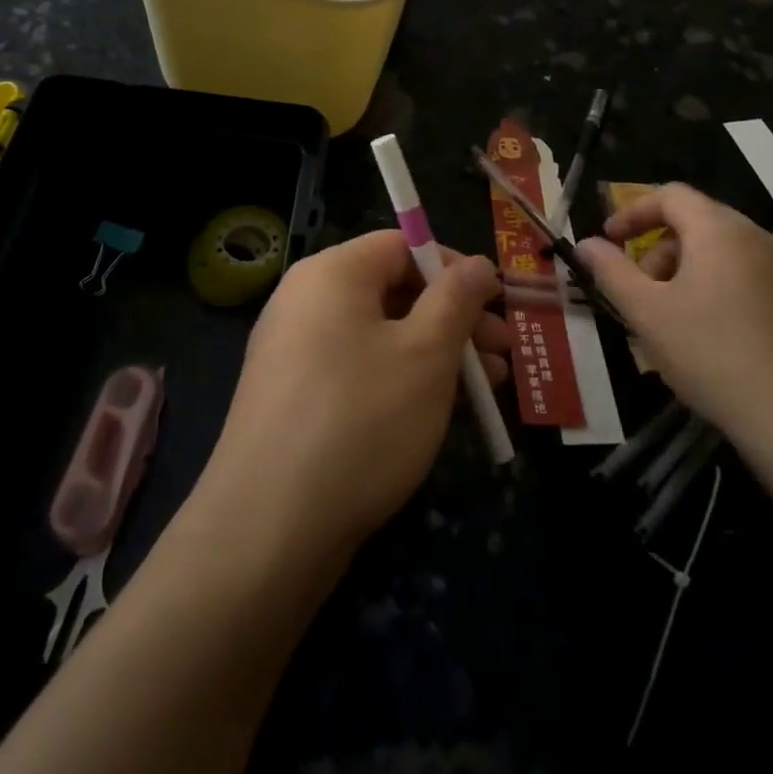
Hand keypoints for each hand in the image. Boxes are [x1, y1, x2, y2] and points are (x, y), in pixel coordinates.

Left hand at [196, 232, 510, 565]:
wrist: (269, 528)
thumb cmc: (361, 420)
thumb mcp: (426, 354)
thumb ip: (457, 299)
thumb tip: (478, 263)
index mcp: (331, 274)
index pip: (401, 245)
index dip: (454, 267)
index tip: (497, 302)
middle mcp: (305, 301)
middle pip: (392, 289)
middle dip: (454, 317)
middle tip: (503, 351)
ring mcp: (293, 352)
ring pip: (379, 334)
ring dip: (436, 352)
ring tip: (488, 387)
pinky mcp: (293, 398)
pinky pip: (357, 368)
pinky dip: (400, 378)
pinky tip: (439, 410)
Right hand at [575, 184, 772, 447]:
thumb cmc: (710, 354)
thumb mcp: (646, 312)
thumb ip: (610, 271)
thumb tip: (585, 244)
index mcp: (718, 230)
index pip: (670, 195)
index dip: (632, 212)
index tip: (609, 242)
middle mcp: (756, 237)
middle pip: (695, 221)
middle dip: (657, 248)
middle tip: (638, 290)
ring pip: (720, 250)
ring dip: (684, 270)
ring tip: (669, 318)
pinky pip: (744, 274)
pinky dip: (714, 287)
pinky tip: (706, 334)